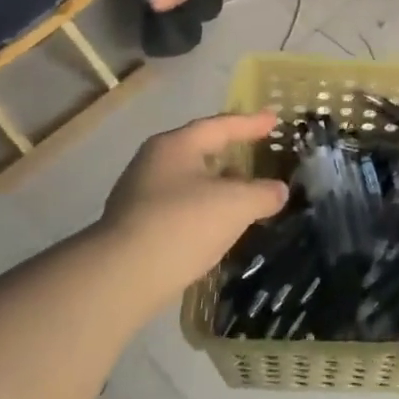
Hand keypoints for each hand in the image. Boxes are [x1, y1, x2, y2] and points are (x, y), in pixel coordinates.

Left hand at [98, 112, 290, 312]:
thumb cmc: (183, 224)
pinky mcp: (133, 229)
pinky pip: (177, 209)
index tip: (274, 120)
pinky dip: (201, 210)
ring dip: (216, 185)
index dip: (251, 123)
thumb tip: (279, 191)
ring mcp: (138, 196)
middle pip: (199, 151)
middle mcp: (153, 163)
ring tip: (242, 194)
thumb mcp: (236, 205)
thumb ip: (263, 193)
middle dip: (229, 153)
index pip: (220, 126)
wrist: (120, 279)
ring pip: (188, 182)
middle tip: (256, 154)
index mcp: (176, 145)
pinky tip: (216, 226)